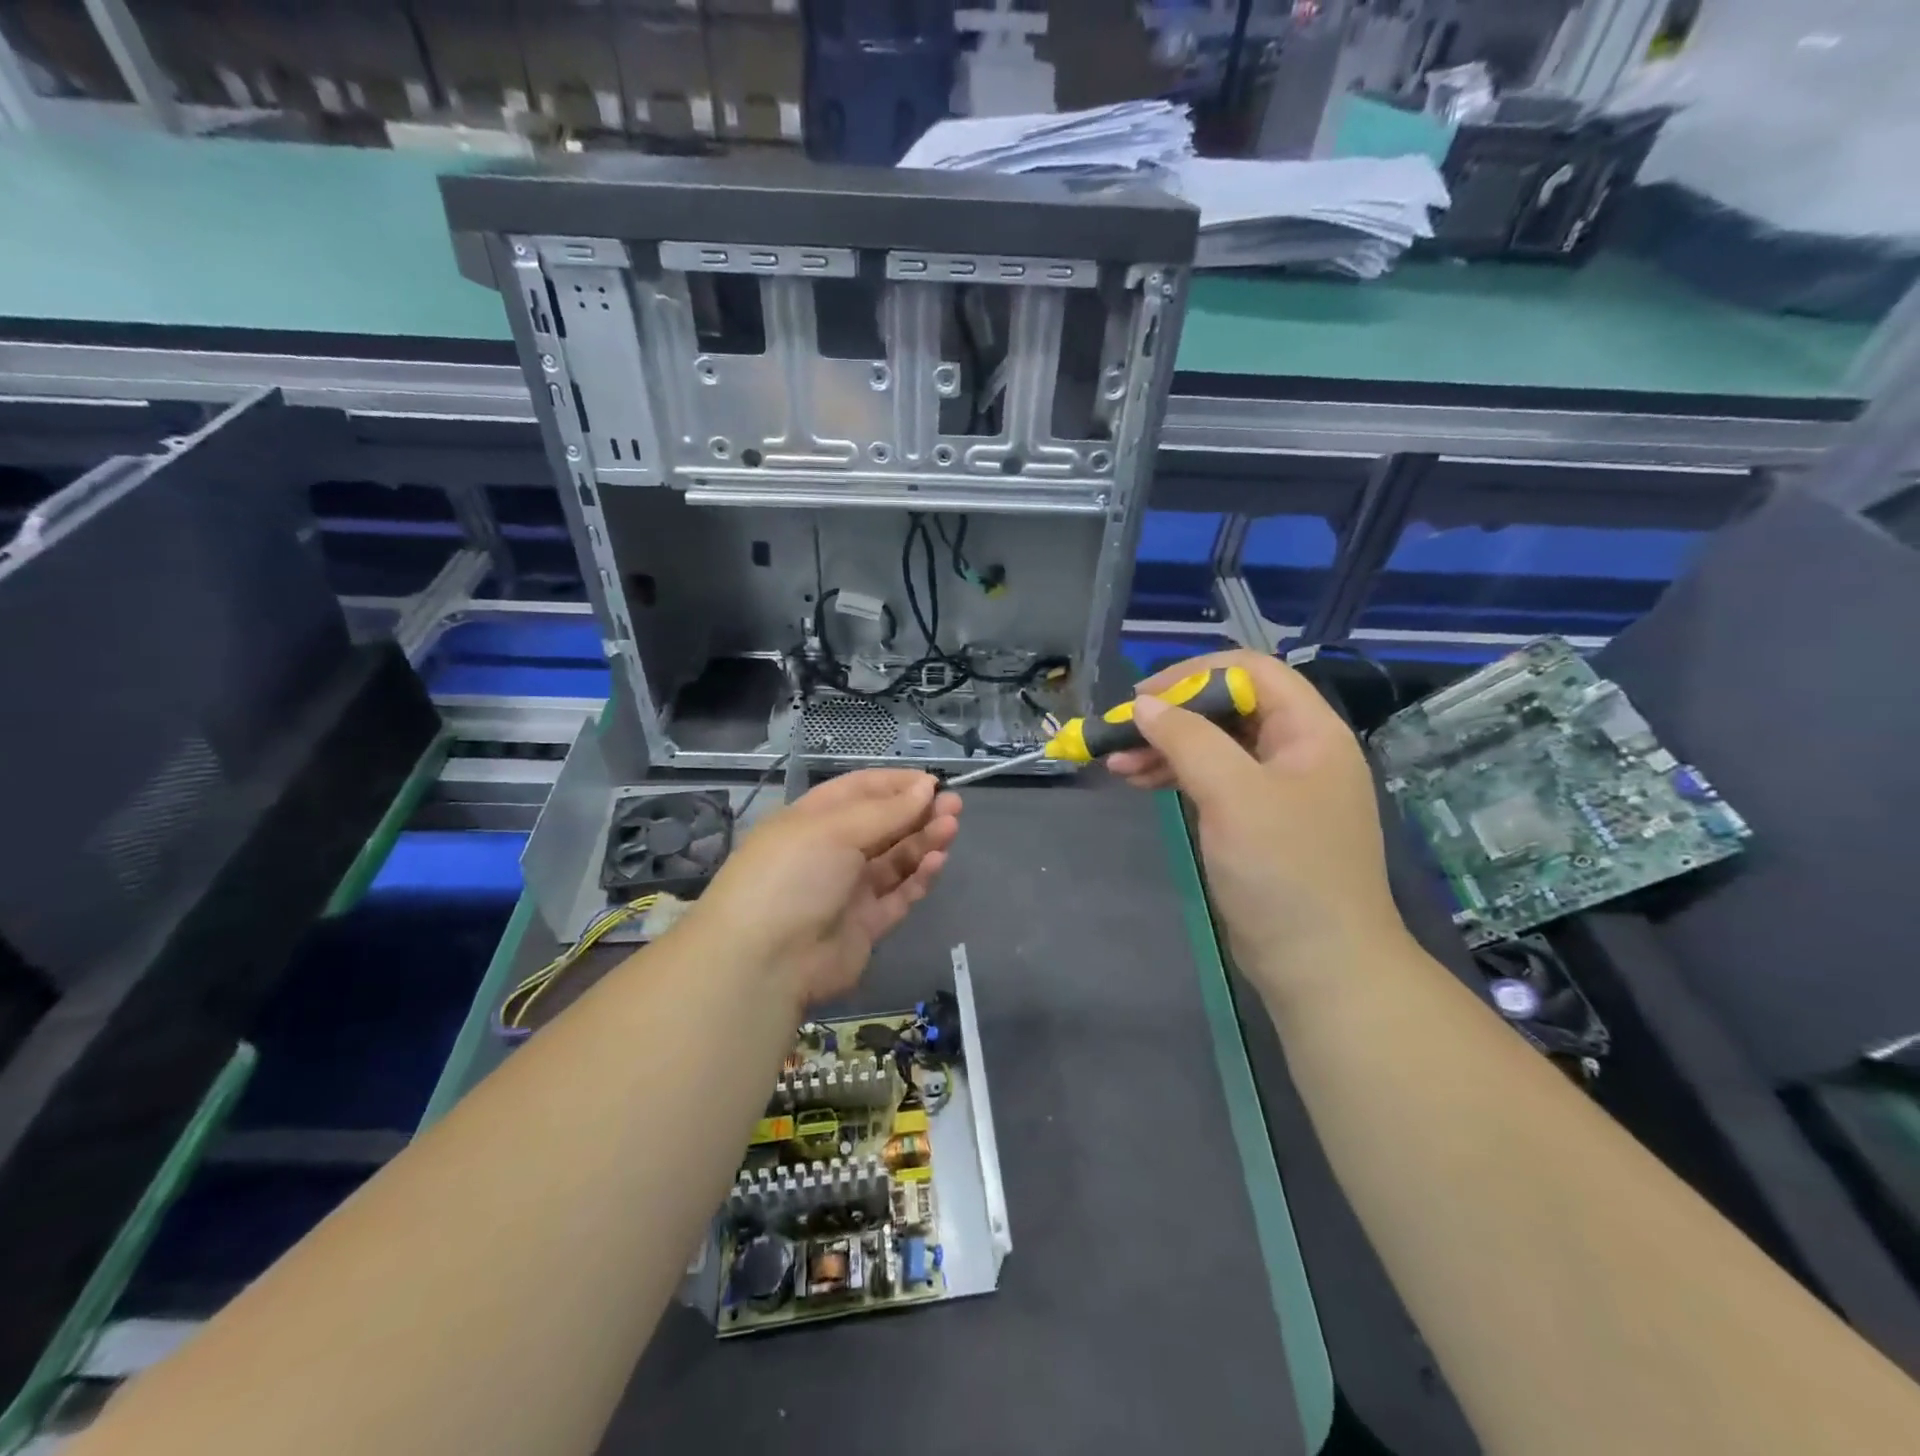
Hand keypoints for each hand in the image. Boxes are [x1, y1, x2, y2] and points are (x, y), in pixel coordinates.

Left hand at [685, 769, 961, 1009]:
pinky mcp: (865, 925)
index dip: (896, 784)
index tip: (933, 782)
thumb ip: (887, 811)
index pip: (859, 791)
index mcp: (813, 819)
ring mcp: (848, 890)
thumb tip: (926, 786)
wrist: (765, 962)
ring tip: (951, 827)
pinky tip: (937, 861)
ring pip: (895, 859)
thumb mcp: (836, 830)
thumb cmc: (793, 875)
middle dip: (917, 812)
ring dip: (923, 841)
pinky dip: (918, 877)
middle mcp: (831, 851)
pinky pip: (898, 895)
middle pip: (882, 825)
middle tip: (954, 804)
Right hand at [1106, 650, 1406, 1003]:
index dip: (1194, 675)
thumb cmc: (1284, 871)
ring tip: (1117, 765)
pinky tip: (1140, 783)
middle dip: (1171, 717)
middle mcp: (1297, 751)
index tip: (1143, 699)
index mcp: (1310, 732)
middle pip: (1228, 707)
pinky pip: (1213, 780)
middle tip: (1121, 733)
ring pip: (1214, 745)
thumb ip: (1188, 740)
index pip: (1252, 671)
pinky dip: (1176, 777)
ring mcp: (1277, 788)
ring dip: (1165, 748)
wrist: (1320, 964)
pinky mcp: (1257, 820)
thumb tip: (1144, 705)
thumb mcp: (1233, 795)